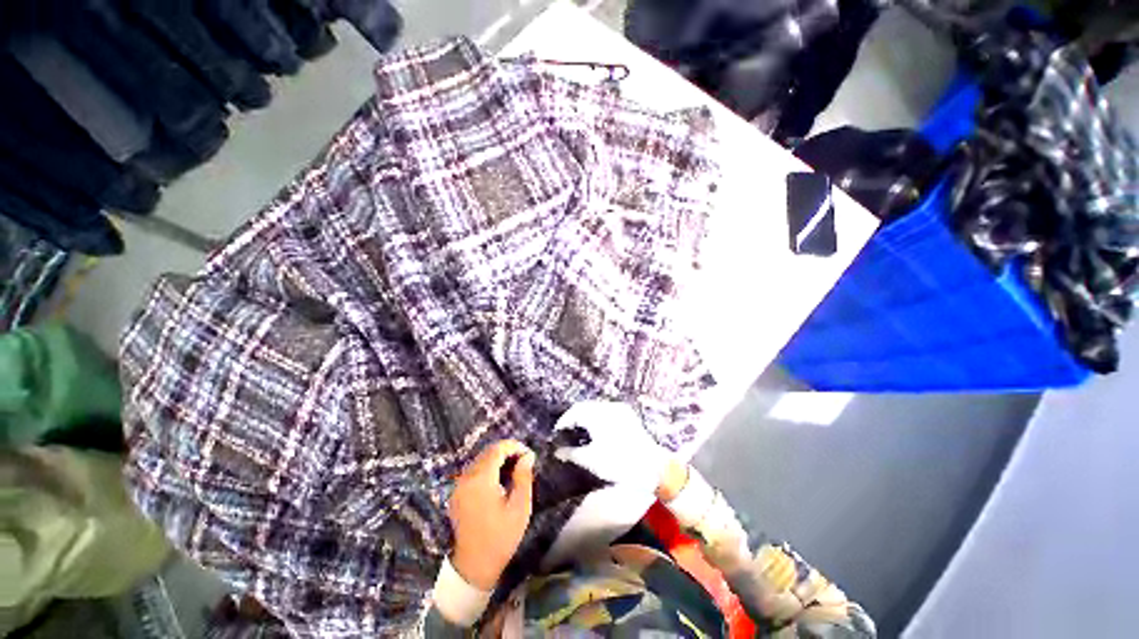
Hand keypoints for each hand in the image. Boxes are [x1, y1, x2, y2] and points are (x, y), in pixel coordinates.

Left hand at [448, 440, 534, 590]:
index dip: (514, 446)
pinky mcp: (457, 494)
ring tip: (514, 470)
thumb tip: (528, 455)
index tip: (528, 454)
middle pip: (487, 452)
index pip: (497, 449)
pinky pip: (473, 471)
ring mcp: (459, 486)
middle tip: (524, 461)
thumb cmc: (501, 537)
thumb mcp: (520, 507)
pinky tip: (499, 480)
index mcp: (481, 479)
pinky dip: (487, 469)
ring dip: (497, 459)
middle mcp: (466, 478)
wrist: (474, 566)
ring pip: (480, 460)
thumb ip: (524, 476)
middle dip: (507, 451)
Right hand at [553, 401, 674, 494]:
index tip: (557, 432)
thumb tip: (557, 452)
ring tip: (580, 432)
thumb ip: (572, 453)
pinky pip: (607, 411)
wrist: (653, 467)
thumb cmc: (619, 464)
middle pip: (585, 407)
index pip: (575, 411)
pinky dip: (598, 417)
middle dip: (575, 417)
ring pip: (596, 408)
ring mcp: (620, 409)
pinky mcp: (628, 414)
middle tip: (567, 432)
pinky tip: (596, 430)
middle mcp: (609, 407)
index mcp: (599, 415)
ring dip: (587, 416)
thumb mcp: (592, 460)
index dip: (564, 420)